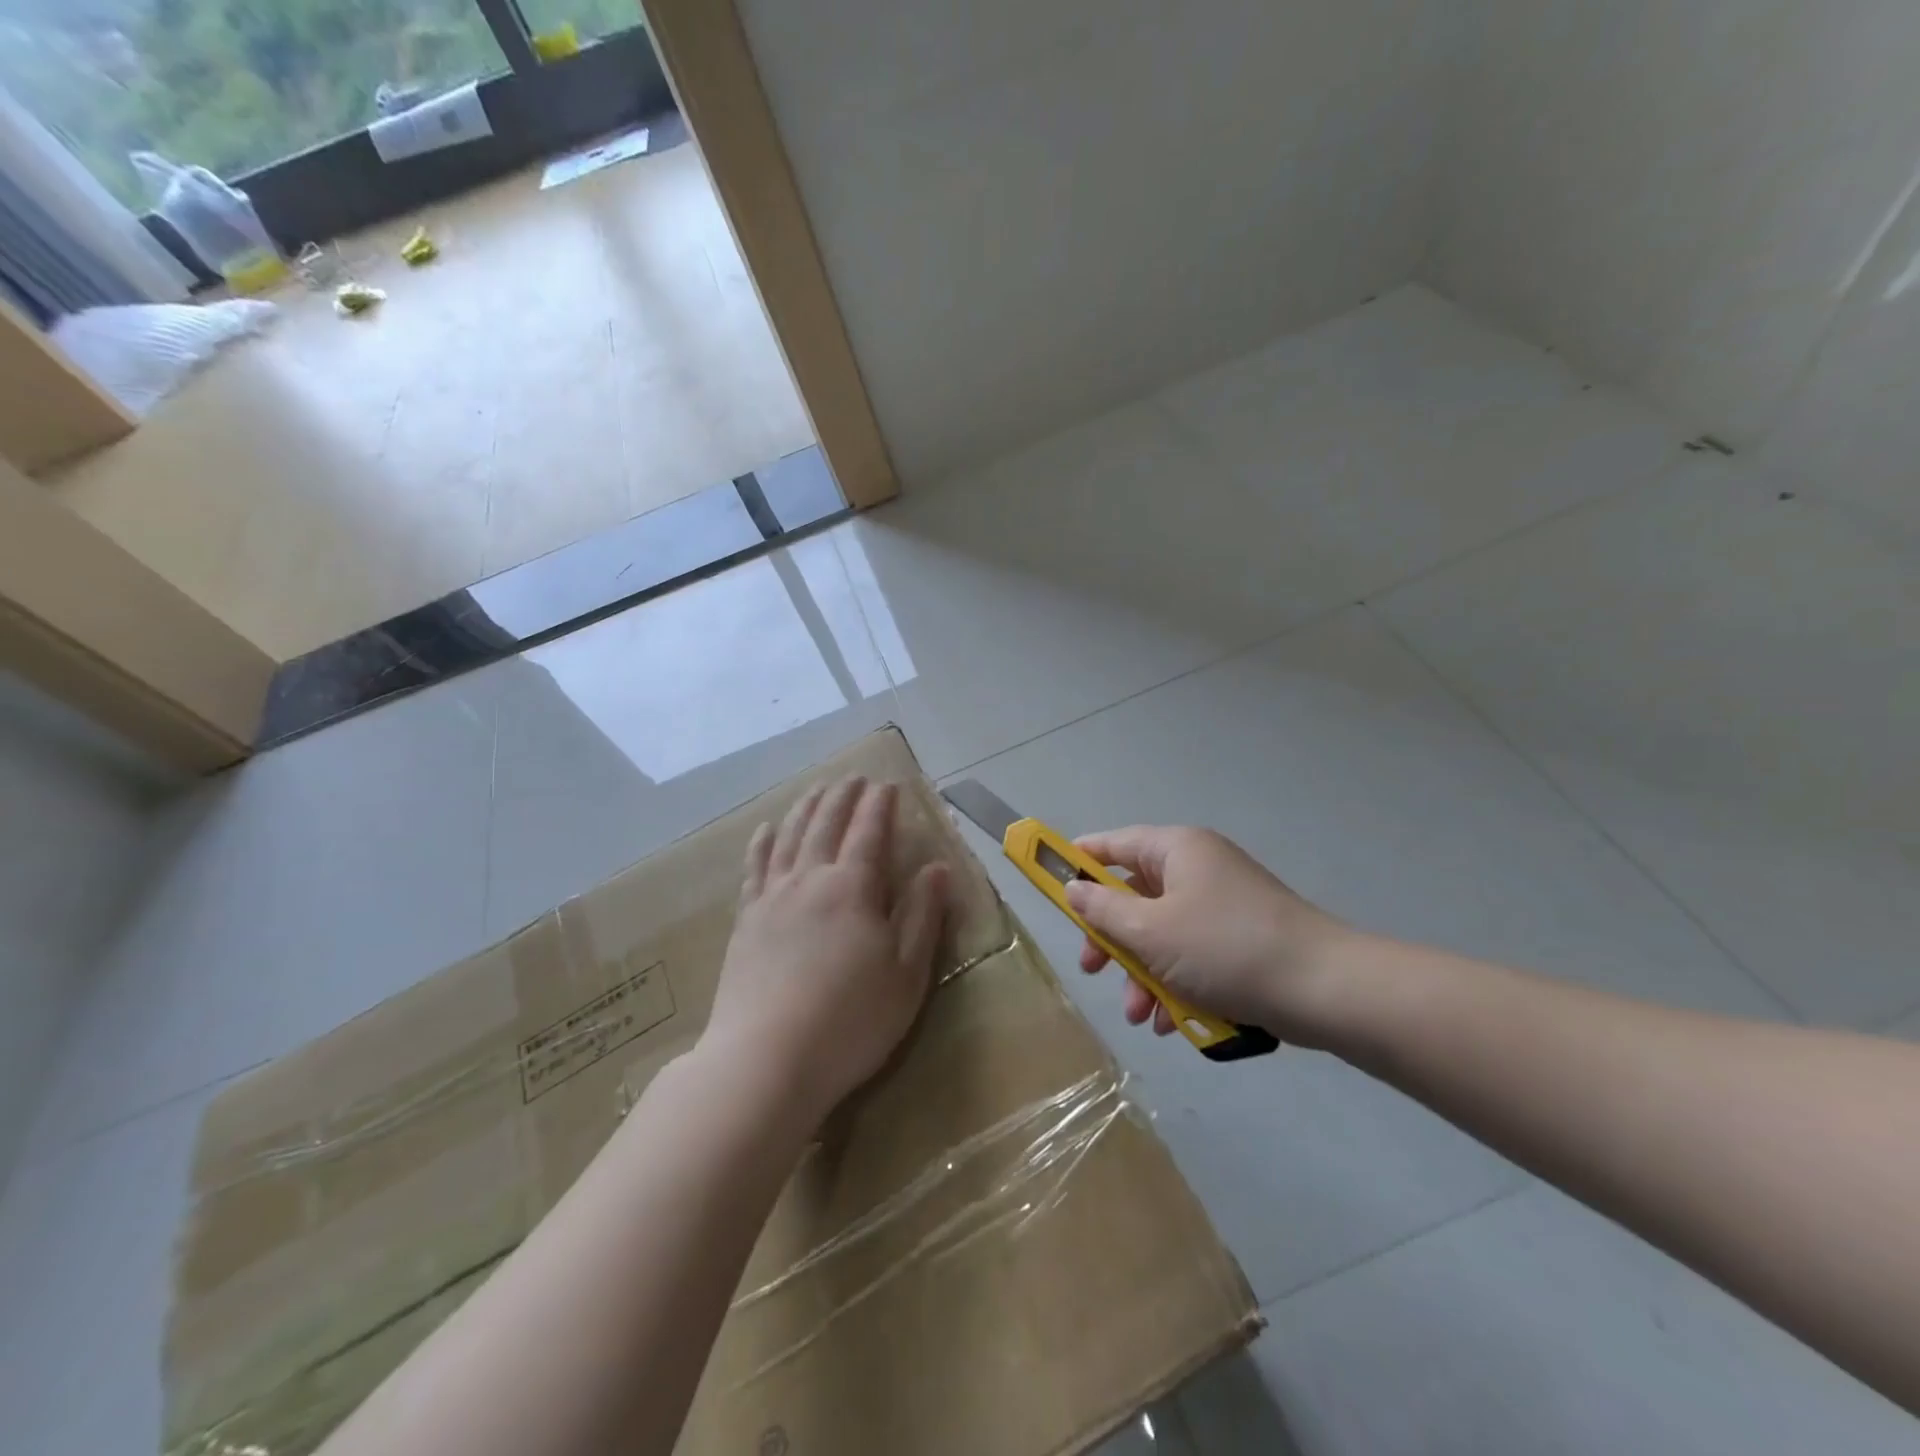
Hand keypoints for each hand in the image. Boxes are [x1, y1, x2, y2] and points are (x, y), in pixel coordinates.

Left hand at [707, 776, 948, 1126]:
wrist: (766, 1061)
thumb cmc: (850, 1021)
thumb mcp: (906, 974)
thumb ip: (922, 916)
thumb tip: (937, 867)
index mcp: (853, 888)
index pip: (870, 832)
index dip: (881, 805)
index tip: (888, 785)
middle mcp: (810, 879)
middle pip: (827, 823)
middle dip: (843, 796)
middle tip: (854, 777)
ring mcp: (772, 897)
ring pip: (790, 836)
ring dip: (807, 807)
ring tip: (817, 789)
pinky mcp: (746, 920)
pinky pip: (755, 866)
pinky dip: (763, 841)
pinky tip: (766, 829)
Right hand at [1065, 826, 1354, 1046]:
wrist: (1325, 989)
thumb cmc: (1225, 948)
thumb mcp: (1151, 931)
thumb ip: (1103, 910)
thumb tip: (1074, 890)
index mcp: (1176, 850)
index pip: (1112, 844)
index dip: (1077, 862)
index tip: (1049, 885)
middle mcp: (1198, 869)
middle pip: (1134, 895)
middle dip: (1112, 939)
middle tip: (1092, 968)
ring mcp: (1221, 905)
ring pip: (1161, 933)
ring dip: (1143, 973)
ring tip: (1140, 1015)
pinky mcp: (1240, 940)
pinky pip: (1192, 955)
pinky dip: (1177, 984)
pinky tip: (1173, 1022)